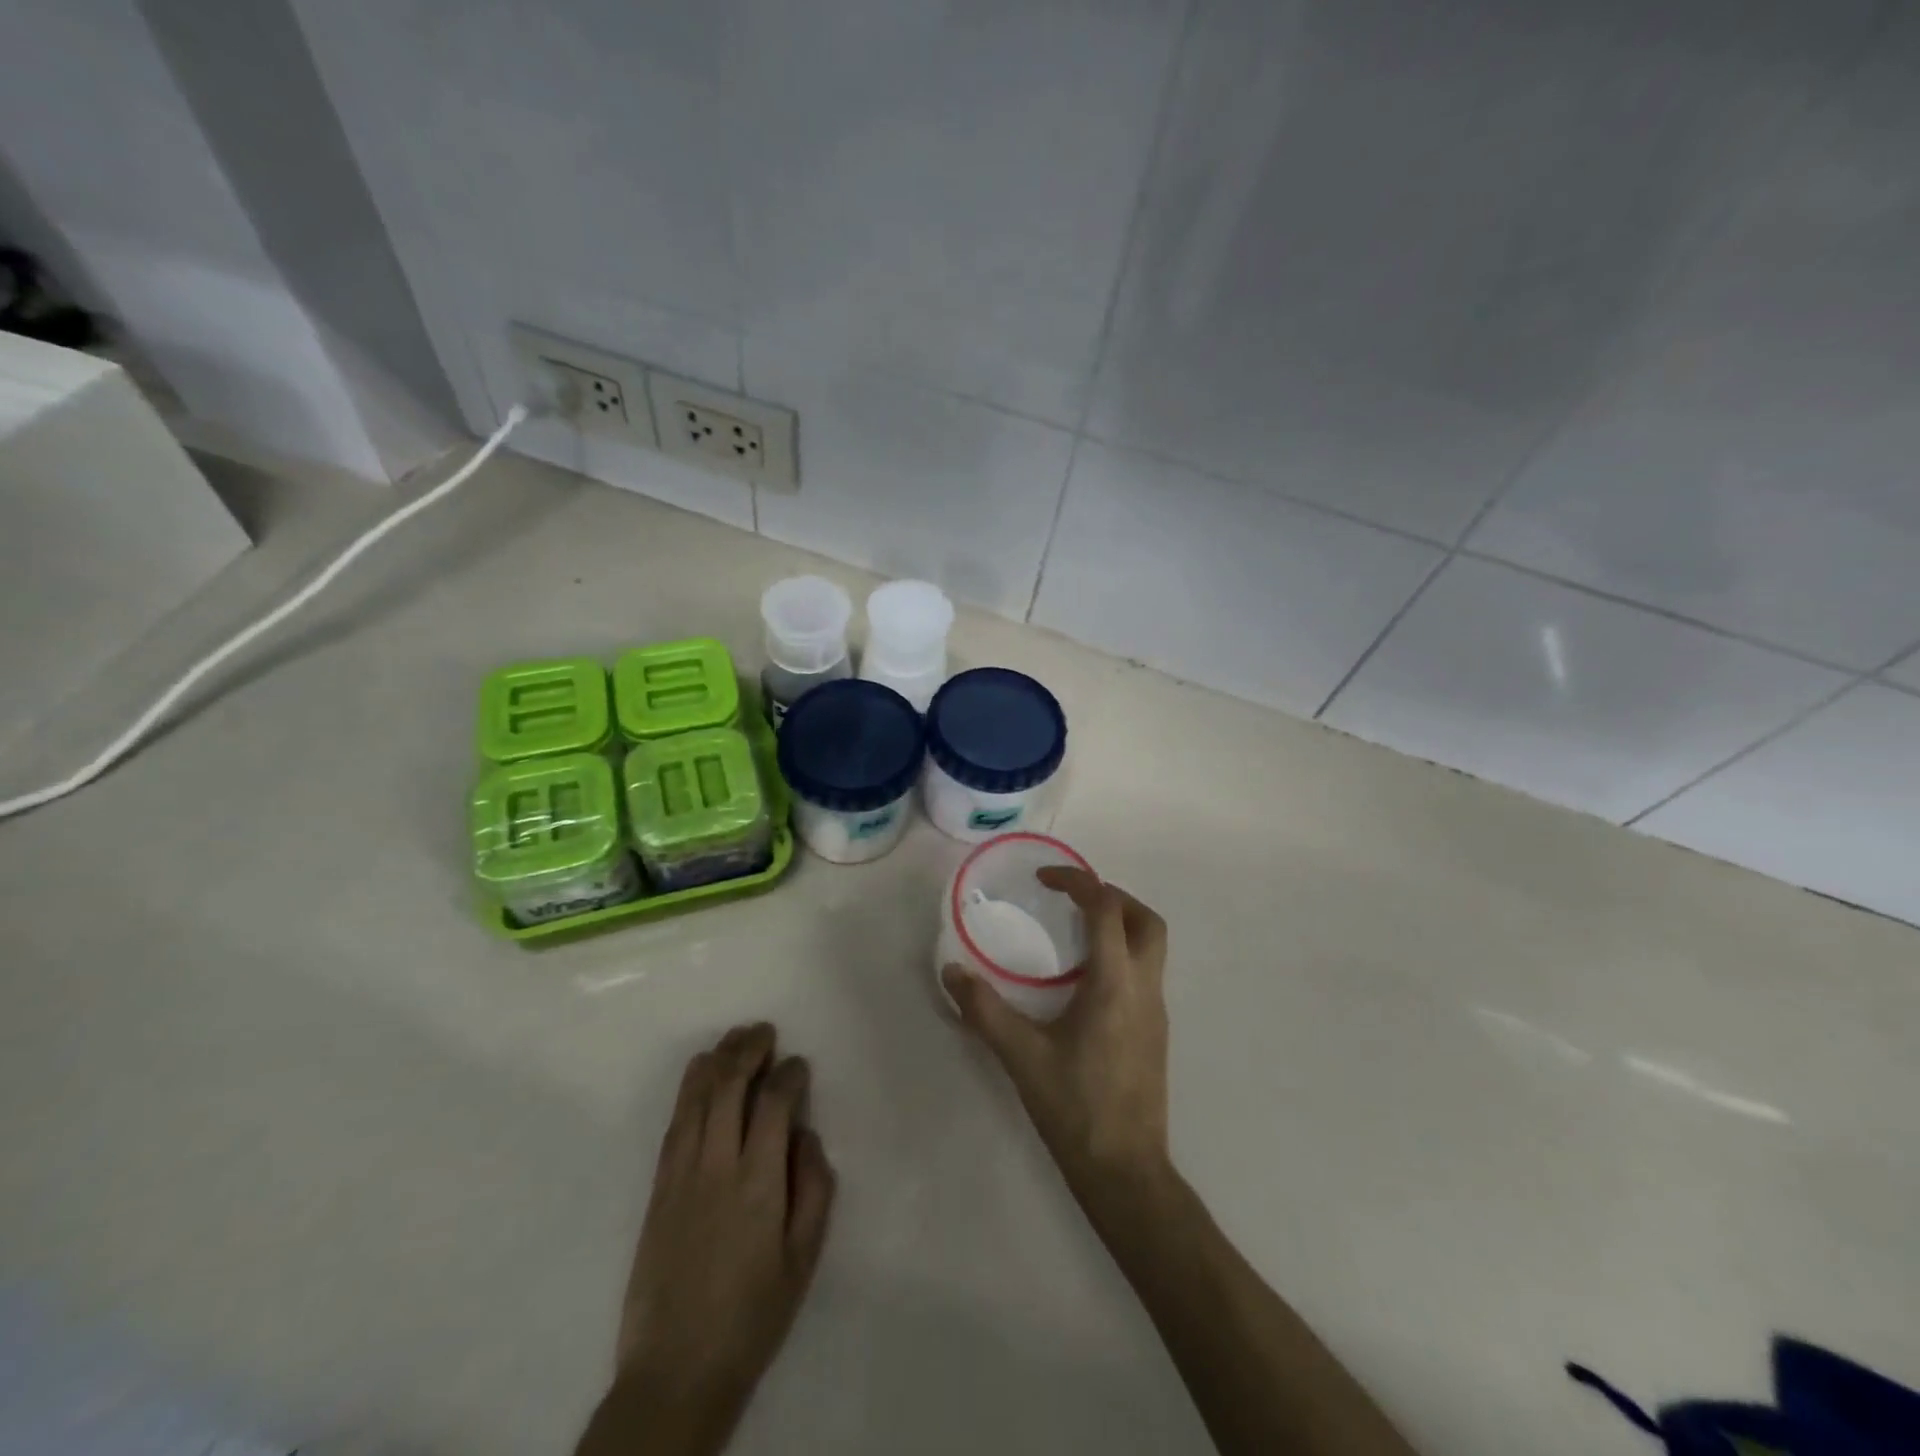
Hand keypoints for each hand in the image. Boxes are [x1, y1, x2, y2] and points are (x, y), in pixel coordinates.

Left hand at [582, 1023, 835, 1455]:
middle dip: (749, 1049)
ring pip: (696, 1097)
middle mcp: (717, 1166)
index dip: (789, 1073)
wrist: (675, 1372)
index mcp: (759, 1182)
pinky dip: (687, 1090)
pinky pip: (674, 1124)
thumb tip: (806, 1134)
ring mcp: (681, 1175)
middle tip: (765, 1031)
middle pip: (729, 1085)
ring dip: (716, 1059)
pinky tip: (698, 1074)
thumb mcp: (804, 1258)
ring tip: (734, 1039)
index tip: (799, 1065)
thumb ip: (814, 1189)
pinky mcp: (657, 1188)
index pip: (775, 1103)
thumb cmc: (753, 1317)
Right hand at [943, 867, 1170, 1193]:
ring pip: (1152, 945)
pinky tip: (1085, 979)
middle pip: (1146, 920)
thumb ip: (983, 1010)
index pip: (1106, 909)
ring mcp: (1157, 1011)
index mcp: (1115, 984)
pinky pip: (1146, 971)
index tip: (1045, 878)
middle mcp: (1145, 988)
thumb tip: (951, 972)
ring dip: (1121, 923)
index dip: (1078, 882)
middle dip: (1112, 896)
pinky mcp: (1156, 1032)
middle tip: (1072, 898)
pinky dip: (1122, 953)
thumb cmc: (1075, 1108)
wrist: (1126, 1171)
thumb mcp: (1021, 1056)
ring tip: (1075, 931)